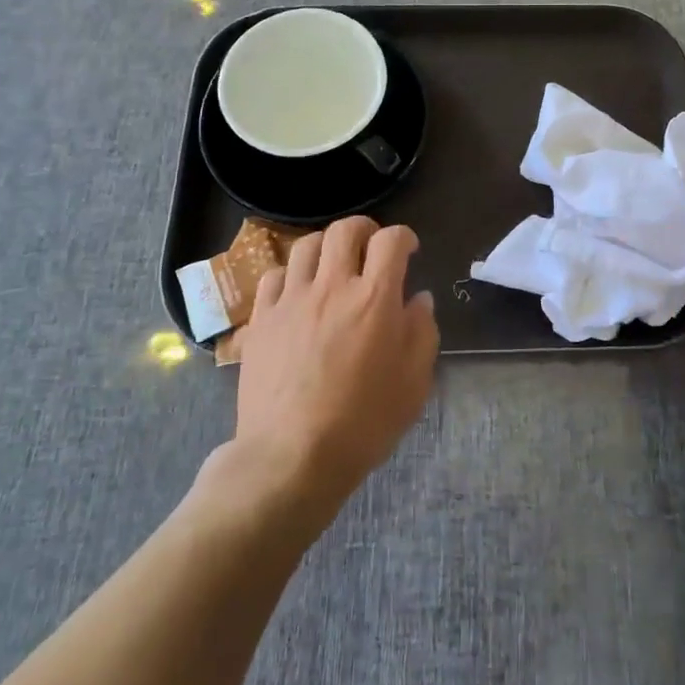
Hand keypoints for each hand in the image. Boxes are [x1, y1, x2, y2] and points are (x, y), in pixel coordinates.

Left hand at [233, 217, 438, 509]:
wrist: (291, 456)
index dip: (404, 237)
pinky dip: (290, 274)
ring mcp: (291, 300)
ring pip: (306, 246)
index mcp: (375, 298)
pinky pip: (273, 275)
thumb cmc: (363, 422)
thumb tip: (419, 299)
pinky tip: (297, 291)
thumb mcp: (414, 382)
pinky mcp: (262, 319)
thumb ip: (422, 332)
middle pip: (344, 230)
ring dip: (326, 247)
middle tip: (371, 247)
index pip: (391, 241)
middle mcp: (332, 286)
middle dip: (364, 229)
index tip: (408, 251)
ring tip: (333, 265)